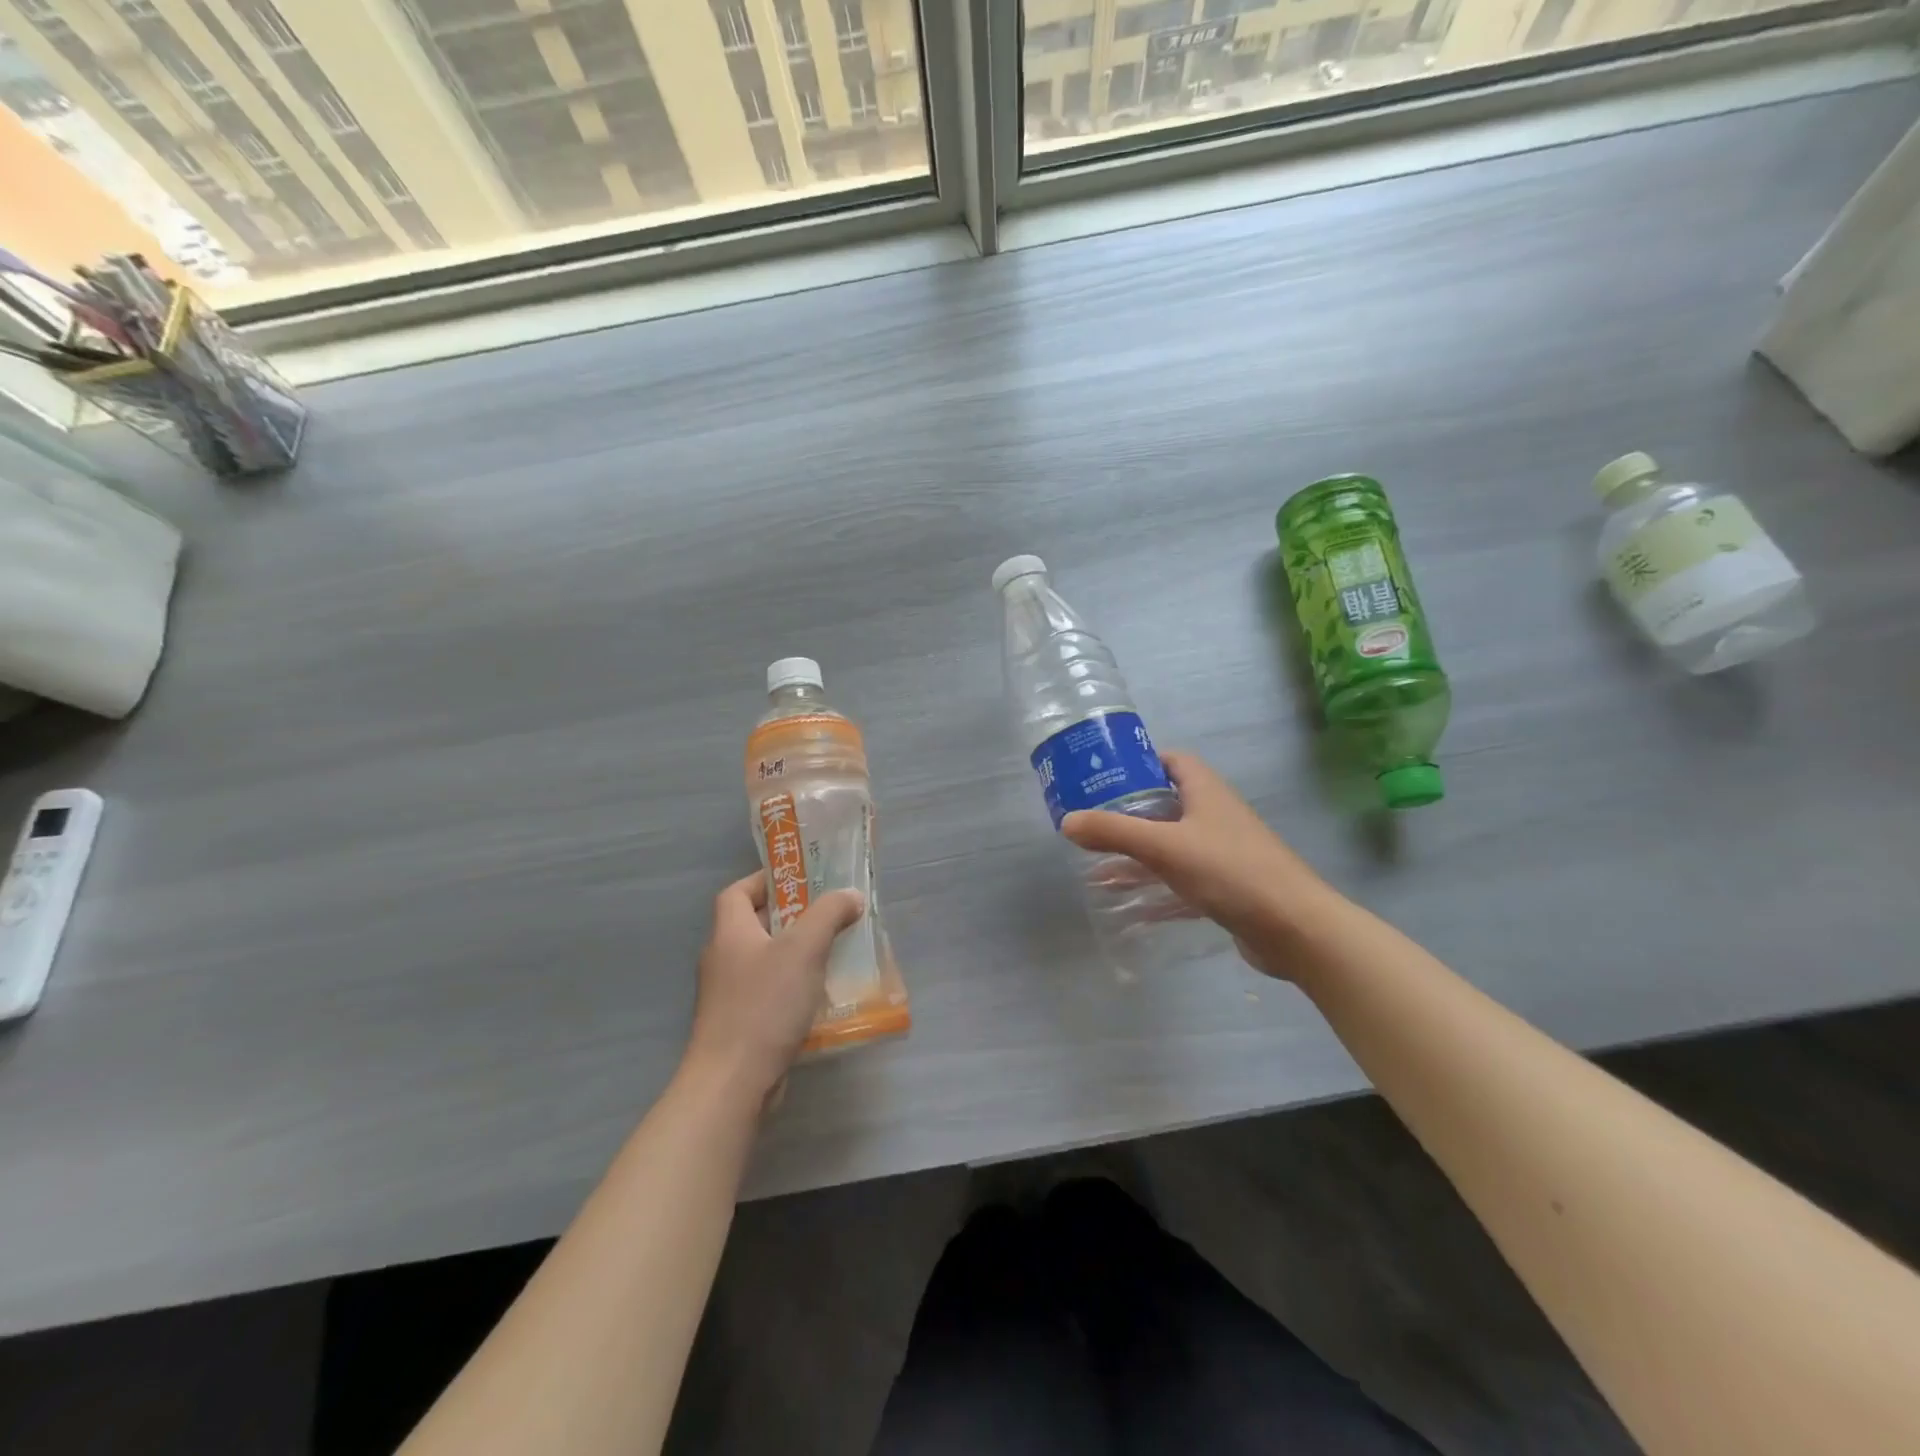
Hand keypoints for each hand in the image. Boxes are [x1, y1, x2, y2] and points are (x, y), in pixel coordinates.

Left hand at [682, 873, 864, 1109]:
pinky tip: (822, 995)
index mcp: (729, 932)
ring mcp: (729, 996)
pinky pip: (770, 993)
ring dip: (797, 954)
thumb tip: (850, 895)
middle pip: (755, 925)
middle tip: (829, 914)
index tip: (801, 879)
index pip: (737, 892)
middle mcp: (723, 959)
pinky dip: (794, 987)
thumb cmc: (765, 1005)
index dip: (765, 880)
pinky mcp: (740, 1025)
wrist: (732, 1084)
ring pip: (766, 961)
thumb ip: (829, 914)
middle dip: (793, 917)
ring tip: (834, 951)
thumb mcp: (804, 948)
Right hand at [1063, 752, 1337, 979]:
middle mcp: (1214, 816)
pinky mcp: (1225, 888)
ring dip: (1137, 856)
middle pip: (1164, 805)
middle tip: (1090, 824)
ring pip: (1170, 846)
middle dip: (1127, 815)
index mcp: (1205, 791)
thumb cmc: (1230, 871)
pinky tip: (1127, 906)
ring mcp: (1221, 853)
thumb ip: (1113, 832)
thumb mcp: (1164, 847)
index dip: (1138, 763)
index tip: (1103, 776)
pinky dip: (1155, 889)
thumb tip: (1067, 821)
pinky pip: (1180, 881)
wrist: (1296, 928)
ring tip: (1097, 869)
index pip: (1170, 761)